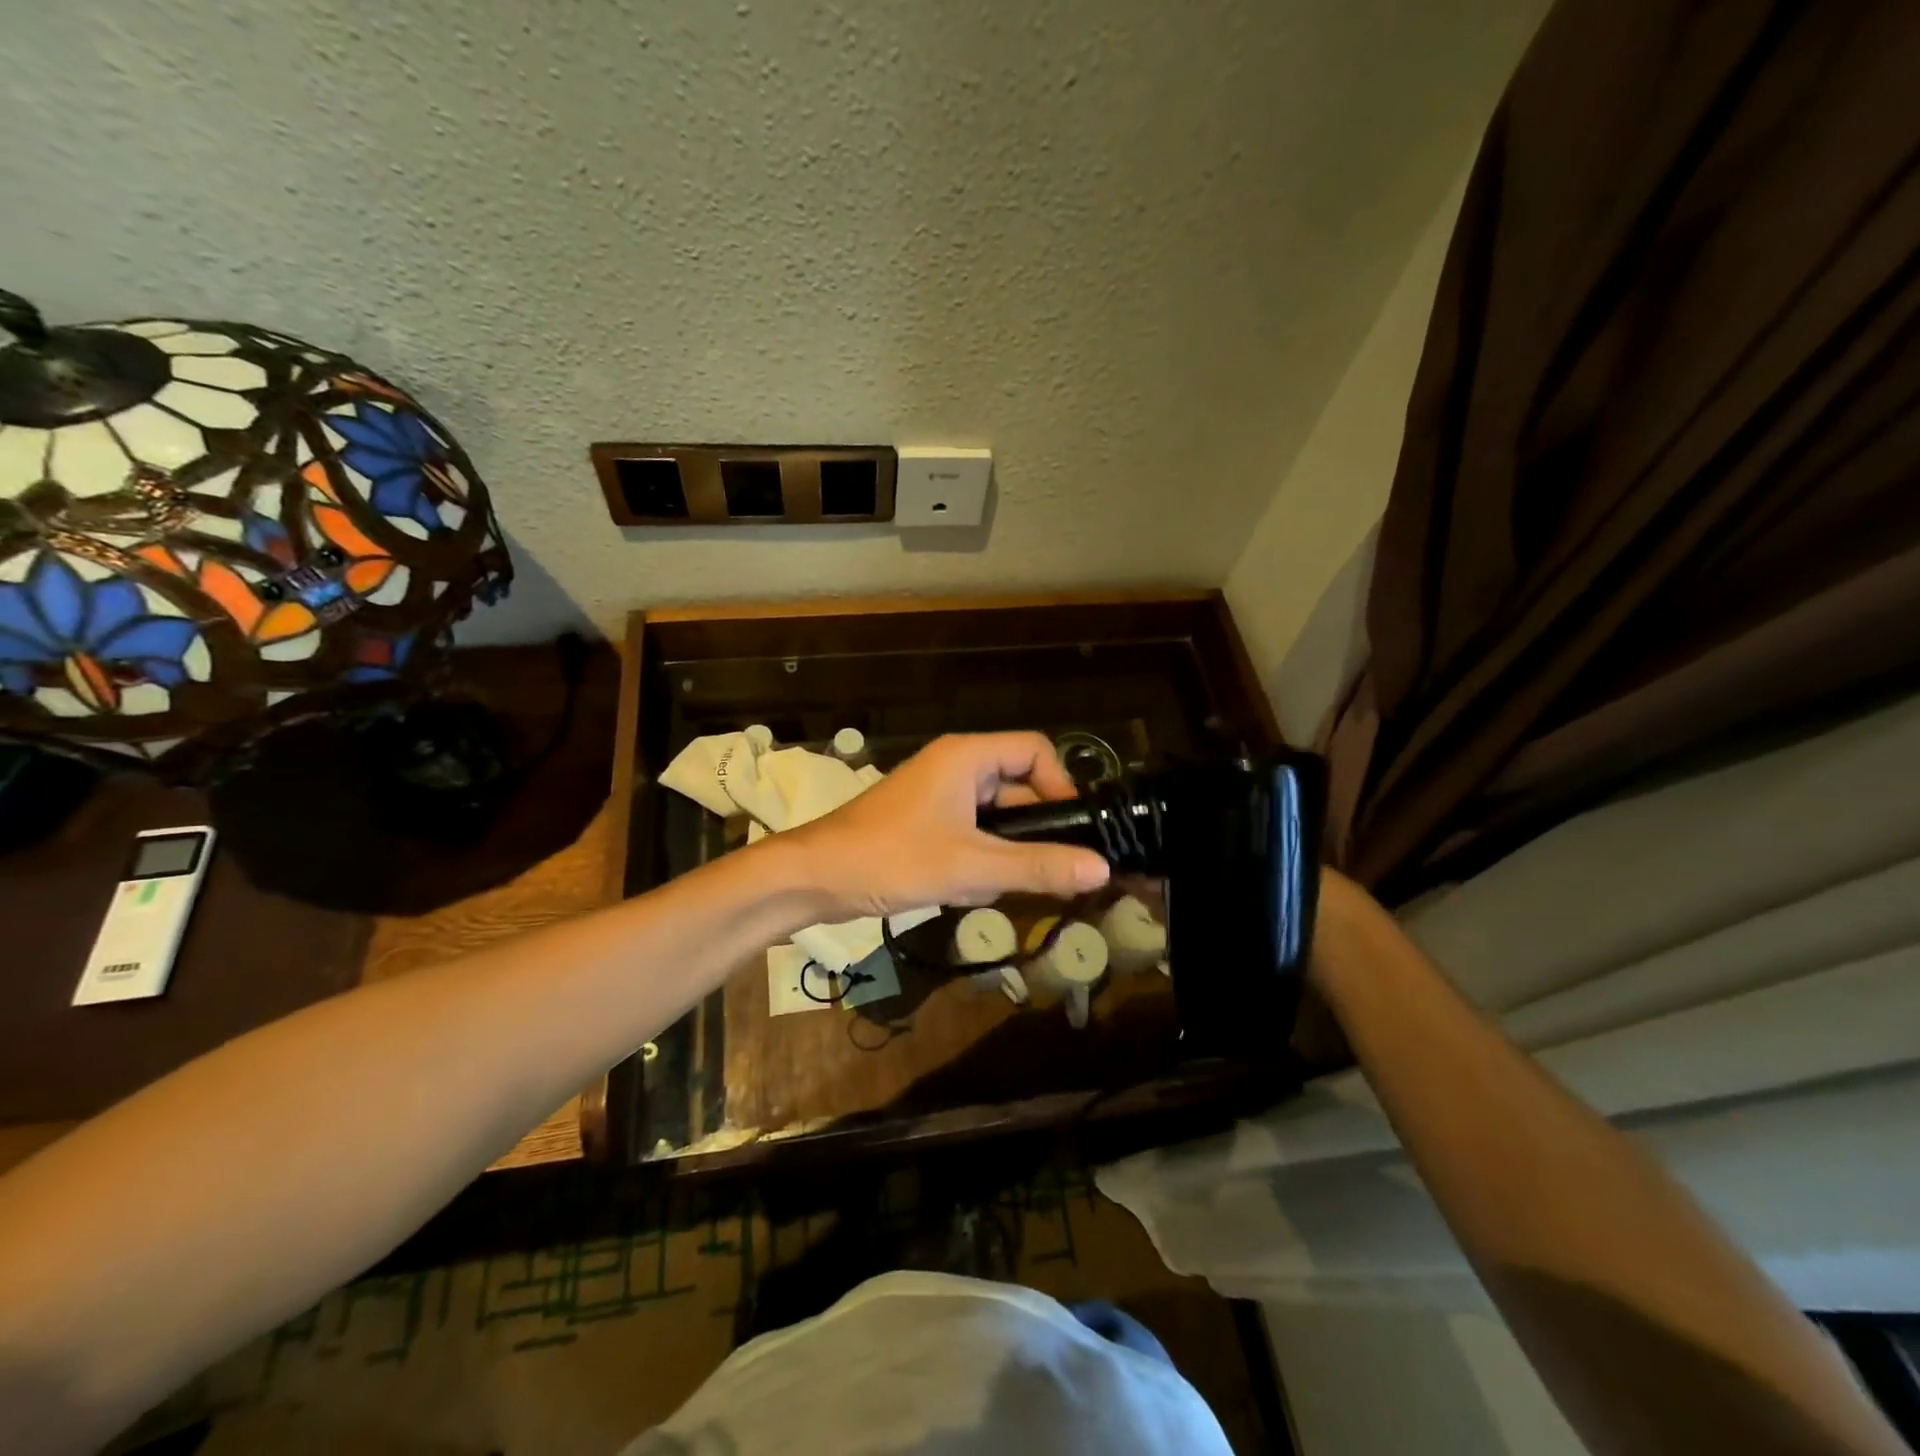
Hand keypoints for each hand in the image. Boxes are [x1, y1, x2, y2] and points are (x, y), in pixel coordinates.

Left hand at [778, 733, 1111, 919]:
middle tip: (1049, 874)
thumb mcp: (971, 865)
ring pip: (996, 817)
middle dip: (1032, 832)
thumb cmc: (892, 859)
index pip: (1036, 750)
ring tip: (997, 886)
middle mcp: (956, 767)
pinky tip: (970, 890)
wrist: (815, 877)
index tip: (1072, 831)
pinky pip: (972, 833)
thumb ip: (1038, 866)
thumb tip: (1102, 868)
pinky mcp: (927, 822)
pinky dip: (980, 860)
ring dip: (1004, 853)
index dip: (1061, 785)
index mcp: (967, 757)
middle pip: (1019, 786)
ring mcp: (939, 795)